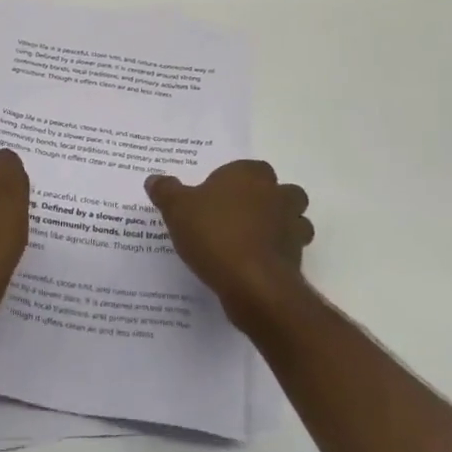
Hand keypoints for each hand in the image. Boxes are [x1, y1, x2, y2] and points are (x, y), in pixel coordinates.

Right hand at [146, 160, 312, 328]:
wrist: (252, 283)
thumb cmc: (215, 234)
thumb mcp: (177, 209)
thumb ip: (166, 191)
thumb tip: (154, 179)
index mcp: (251, 175)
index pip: (249, 168)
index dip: (234, 181)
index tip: (216, 197)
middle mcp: (278, 196)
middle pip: (282, 191)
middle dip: (268, 201)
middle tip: (238, 217)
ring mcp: (292, 228)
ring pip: (295, 220)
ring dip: (280, 228)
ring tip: (251, 242)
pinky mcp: (297, 259)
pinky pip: (289, 252)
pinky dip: (277, 256)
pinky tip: (254, 266)